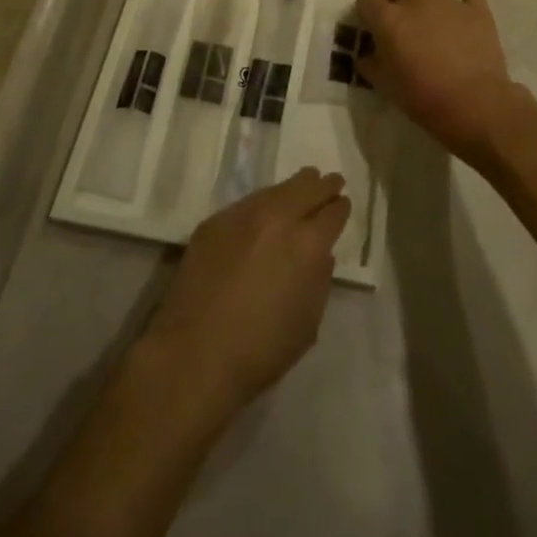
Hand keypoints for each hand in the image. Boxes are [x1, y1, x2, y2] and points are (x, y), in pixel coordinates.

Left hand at [140, 168, 350, 412]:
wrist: (194, 354)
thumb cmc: (260, 351)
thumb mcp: (308, 323)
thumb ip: (319, 280)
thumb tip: (320, 254)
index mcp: (308, 244)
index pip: (333, 212)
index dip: (340, 208)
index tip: (343, 204)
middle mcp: (278, 218)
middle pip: (307, 188)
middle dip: (323, 185)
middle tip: (332, 181)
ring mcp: (243, 214)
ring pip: (277, 189)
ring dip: (294, 187)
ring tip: (303, 182)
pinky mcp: (215, 220)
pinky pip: (248, 203)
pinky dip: (264, 202)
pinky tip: (266, 208)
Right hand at [354, 0, 525, 161]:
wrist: (477, 105)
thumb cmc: (427, 100)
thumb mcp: (388, 88)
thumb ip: (372, 67)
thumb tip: (364, 55)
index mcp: (390, 21)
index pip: (367, 0)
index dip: (364, 4)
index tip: (366, 13)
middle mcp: (415, 2)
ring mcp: (447, 1)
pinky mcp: (474, 6)